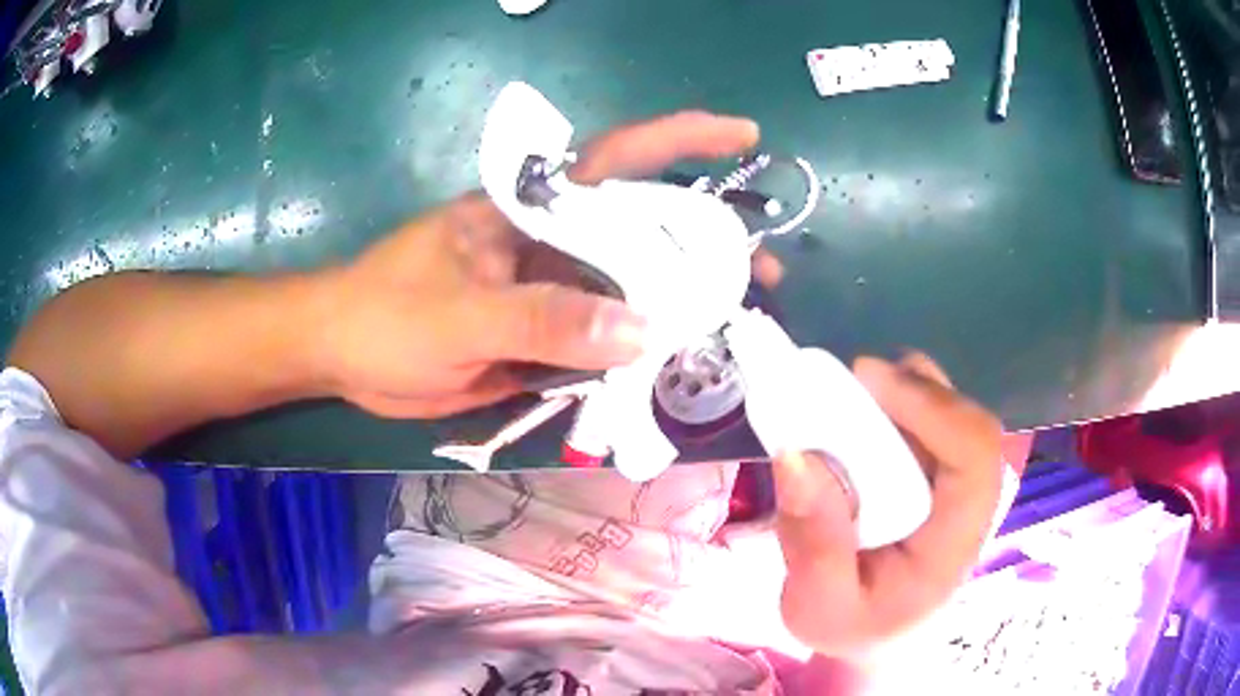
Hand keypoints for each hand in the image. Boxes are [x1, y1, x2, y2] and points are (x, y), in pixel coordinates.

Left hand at [315, 112, 761, 417]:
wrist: (343, 355)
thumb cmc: (385, 315)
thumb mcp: (458, 316)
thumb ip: (543, 319)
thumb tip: (642, 330)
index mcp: (532, 209)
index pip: (618, 160)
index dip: (684, 139)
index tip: (745, 135)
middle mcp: (552, 241)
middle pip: (644, 232)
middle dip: (707, 246)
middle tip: (763, 276)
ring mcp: (551, 289)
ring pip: (630, 290)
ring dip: (681, 306)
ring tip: (734, 326)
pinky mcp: (543, 334)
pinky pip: (605, 337)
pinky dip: (640, 351)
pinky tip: (674, 365)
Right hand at [772, 353, 1003, 656]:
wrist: (877, 635)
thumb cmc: (852, 626)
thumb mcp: (817, 606)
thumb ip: (812, 542)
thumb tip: (794, 454)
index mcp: (953, 543)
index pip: (974, 455)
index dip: (932, 407)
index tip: (864, 381)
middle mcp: (969, 504)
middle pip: (966, 421)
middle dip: (910, 388)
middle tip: (847, 382)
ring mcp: (958, 485)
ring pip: (951, 413)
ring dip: (902, 391)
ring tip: (850, 396)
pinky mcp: (941, 475)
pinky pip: (930, 422)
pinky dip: (895, 404)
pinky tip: (860, 418)